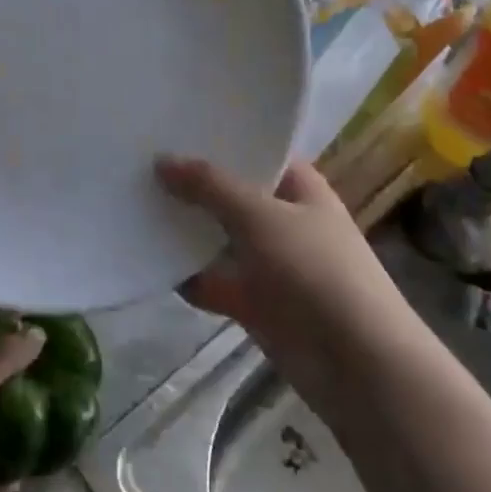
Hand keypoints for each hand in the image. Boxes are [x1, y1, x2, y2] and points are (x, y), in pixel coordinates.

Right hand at [155, 156, 425, 417]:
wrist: (356, 363)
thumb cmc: (314, 271)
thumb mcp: (259, 216)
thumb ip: (210, 186)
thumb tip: (162, 160)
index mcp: (301, 190)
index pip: (259, 153)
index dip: (223, 140)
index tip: (175, 128)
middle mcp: (287, 221)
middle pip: (234, 196)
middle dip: (194, 184)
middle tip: (140, 163)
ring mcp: (272, 265)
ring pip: (221, 240)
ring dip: (187, 231)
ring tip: (134, 205)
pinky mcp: (258, 304)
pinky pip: (216, 282)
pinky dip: (189, 277)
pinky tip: (147, 263)